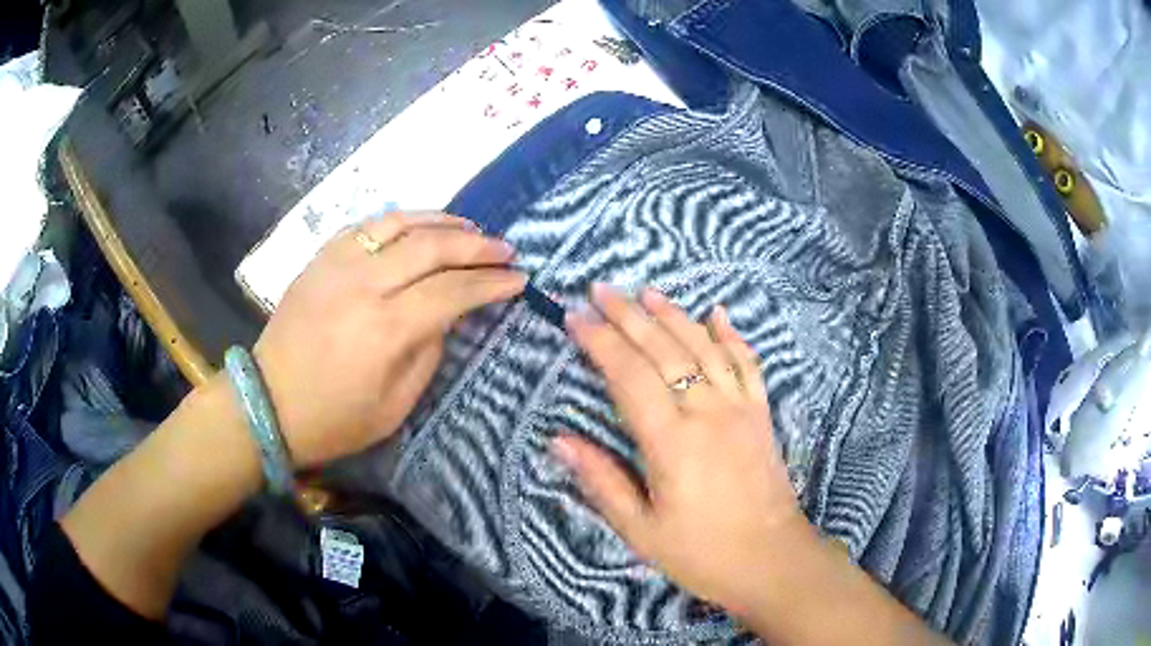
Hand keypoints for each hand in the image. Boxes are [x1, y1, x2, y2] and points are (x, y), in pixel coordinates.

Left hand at [254, 212, 525, 467]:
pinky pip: (365, 226)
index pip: (452, 291)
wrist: (268, 402)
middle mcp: (364, 285)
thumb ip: (428, 354)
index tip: (518, 278)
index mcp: (386, 329)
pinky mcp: (319, 258)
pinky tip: (416, 226)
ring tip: (470, 227)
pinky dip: (398, 220)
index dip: (490, 283)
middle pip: (432, 247)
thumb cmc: (334, 419)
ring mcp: (338, 265)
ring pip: (399, 223)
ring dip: (442, 221)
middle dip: (476, 245)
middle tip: (505, 248)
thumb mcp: (394, 407)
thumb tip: (446, 315)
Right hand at [552, 284, 810, 614]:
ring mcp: (740, 409)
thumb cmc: (702, 553)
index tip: (575, 318)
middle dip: (628, 316)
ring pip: (704, 347)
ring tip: (646, 291)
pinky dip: (731, 335)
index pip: (628, 376)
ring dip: (673, 315)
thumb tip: (559, 440)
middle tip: (600, 289)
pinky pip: (748, 363)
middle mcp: (707, 413)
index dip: (600, 343)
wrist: (772, 560)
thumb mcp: (641, 530)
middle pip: (663, 350)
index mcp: (671, 443)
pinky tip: (718, 313)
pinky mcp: (762, 414)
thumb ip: (602, 481)